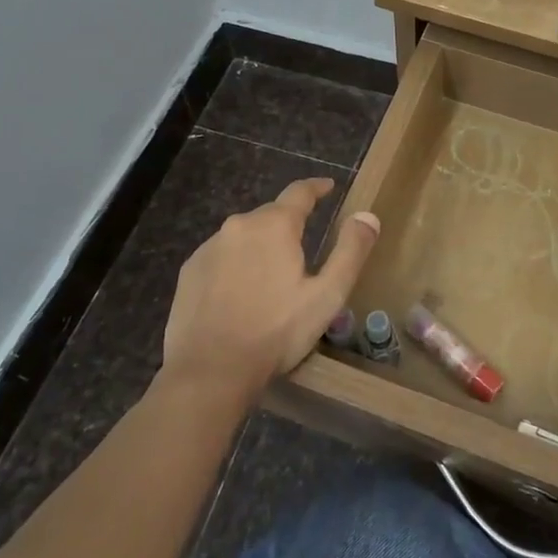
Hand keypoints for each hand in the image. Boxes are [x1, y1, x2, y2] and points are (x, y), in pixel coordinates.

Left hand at [161, 178, 379, 404]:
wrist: (209, 371)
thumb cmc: (276, 332)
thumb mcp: (327, 295)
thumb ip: (350, 251)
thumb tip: (368, 215)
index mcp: (275, 226)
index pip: (299, 192)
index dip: (316, 188)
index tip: (328, 187)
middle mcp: (240, 225)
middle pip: (271, 214)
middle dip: (289, 223)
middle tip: (302, 247)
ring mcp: (210, 247)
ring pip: (244, 235)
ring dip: (260, 245)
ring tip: (271, 274)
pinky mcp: (189, 271)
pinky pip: (221, 255)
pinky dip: (235, 264)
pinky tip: (239, 291)